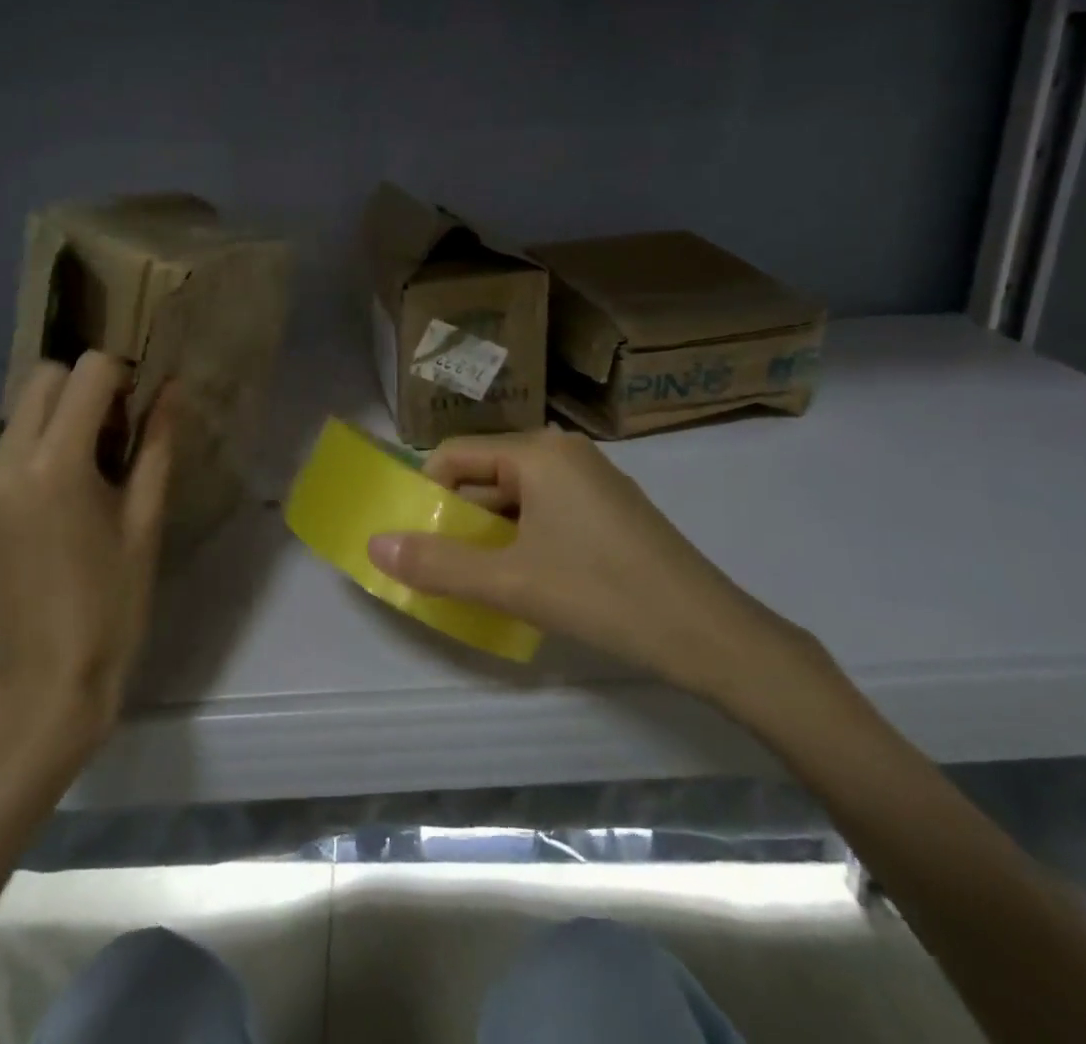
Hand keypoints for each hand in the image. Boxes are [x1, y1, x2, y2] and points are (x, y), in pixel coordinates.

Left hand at [0, 352, 174, 754]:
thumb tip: (171, 387)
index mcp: (54, 463)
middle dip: (87, 387)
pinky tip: (67, 488)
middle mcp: (5, 459)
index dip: (122, 376)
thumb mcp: (146, 516)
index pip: (87, 372)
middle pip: (47, 376)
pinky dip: (43, 439)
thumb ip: (157, 442)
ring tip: (95, 466)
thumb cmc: (112, 596)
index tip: (141, 409)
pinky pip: (11, 439)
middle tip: (119, 434)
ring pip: (26, 405)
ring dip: (64, 413)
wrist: (49, 670)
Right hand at [367, 428, 820, 706]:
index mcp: (537, 453)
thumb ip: (438, 564)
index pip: (456, 455)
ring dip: (489, 533)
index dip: (426, 493)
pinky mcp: (610, 509)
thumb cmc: (603, 594)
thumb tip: (374, 546)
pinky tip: (524, 578)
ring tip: (474, 578)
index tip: (414, 540)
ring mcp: (592, 480)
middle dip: (457, 517)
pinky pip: (546, 511)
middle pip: (486, 474)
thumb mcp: (511, 583)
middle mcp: (563, 452)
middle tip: (437, 566)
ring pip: (516, 496)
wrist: (710, 633)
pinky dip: (522, 538)